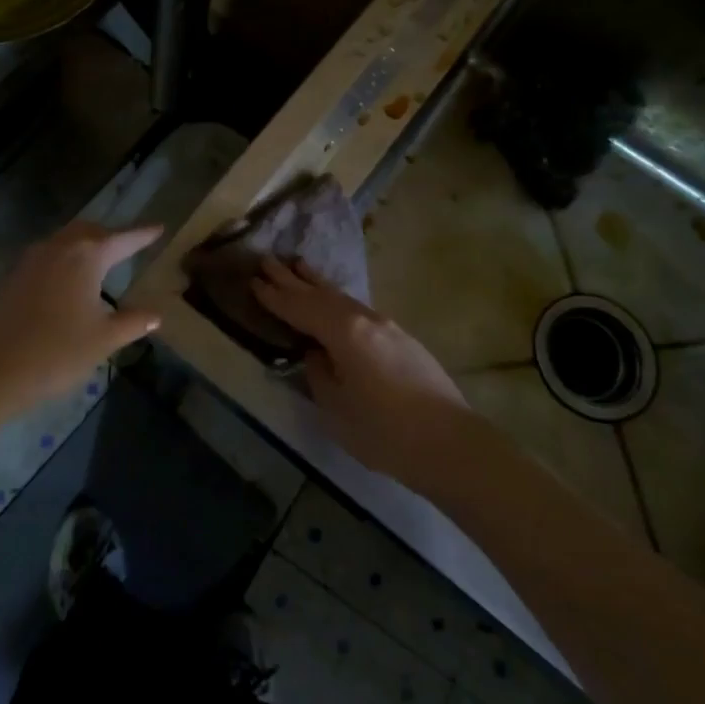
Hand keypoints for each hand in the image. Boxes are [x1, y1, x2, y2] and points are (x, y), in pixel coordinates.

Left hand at [0, 221, 163, 425]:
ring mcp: (28, 260)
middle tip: (128, 244)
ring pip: (64, 241)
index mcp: (86, 256)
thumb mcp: (103, 340)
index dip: (143, 234)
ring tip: (98, 262)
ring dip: (83, 246)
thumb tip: (156, 314)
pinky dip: (62, 261)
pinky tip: (64, 283)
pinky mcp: (9, 277)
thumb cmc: (55, 353)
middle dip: (111, 235)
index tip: (159, 227)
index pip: (123, 238)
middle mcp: (57, 247)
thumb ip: (132, 322)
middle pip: (89, 231)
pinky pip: (44, 258)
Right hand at [251, 256, 468, 483]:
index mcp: (344, 332)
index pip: (300, 308)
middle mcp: (365, 319)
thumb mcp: (336, 409)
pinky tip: (334, 302)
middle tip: (268, 260)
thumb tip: (316, 354)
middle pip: (321, 294)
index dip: (275, 297)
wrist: (451, 444)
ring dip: (317, 283)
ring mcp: (387, 326)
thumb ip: (319, 374)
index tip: (253, 281)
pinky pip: (358, 309)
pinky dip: (337, 300)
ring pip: (343, 298)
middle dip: (292, 279)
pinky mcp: (402, 339)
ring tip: (299, 266)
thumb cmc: (385, 432)